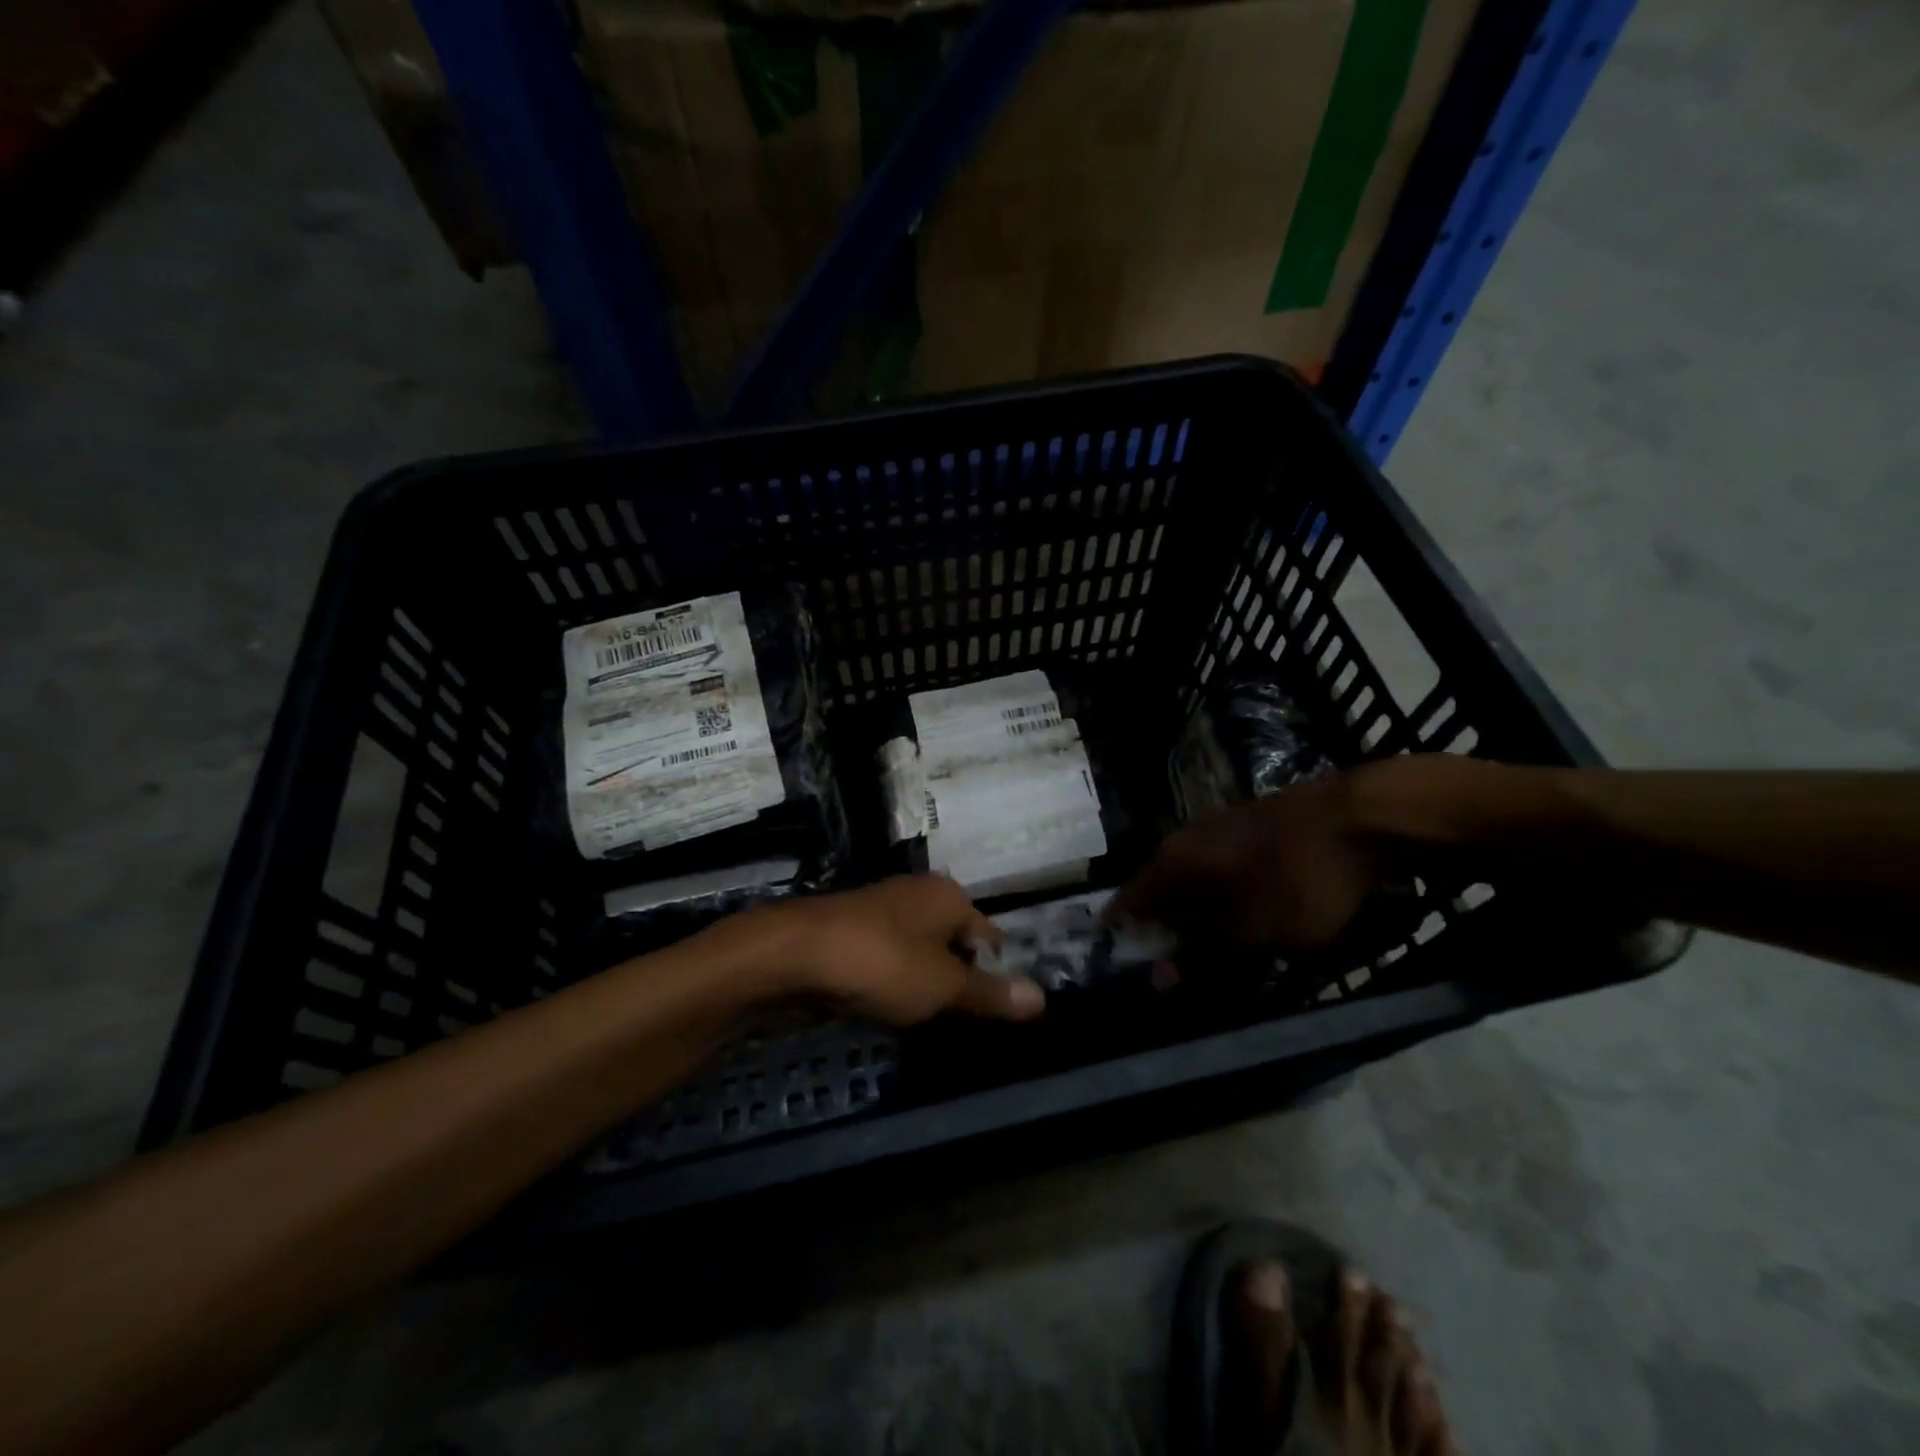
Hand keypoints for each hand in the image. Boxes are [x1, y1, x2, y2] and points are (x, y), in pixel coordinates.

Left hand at [763, 876, 1044, 1026]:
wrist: (794, 953)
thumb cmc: (882, 963)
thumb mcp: (943, 986)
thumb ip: (990, 993)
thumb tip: (1043, 997)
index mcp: (949, 896)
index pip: (989, 935)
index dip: (994, 973)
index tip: (991, 1011)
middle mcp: (918, 892)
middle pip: (952, 940)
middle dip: (955, 978)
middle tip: (957, 1020)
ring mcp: (880, 907)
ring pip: (917, 949)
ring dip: (921, 980)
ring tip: (921, 1018)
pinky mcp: (850, 928)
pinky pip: (885, 957)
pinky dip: (889, 979)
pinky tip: (882, 1004)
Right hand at [1114, 770, 1384, 954]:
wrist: (1366, 815)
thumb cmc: (1302, 878)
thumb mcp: (1256, 931)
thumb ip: (1204, 955)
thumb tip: (1158, 979)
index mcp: (1176, 859)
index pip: (1131, 897)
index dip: (1123, 928)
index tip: (1119, 954)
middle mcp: (1187, 836)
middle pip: (1160, 883)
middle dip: (1160, 920)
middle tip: (1167, 955)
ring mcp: (1221, 824)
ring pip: (1192, 872)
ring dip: (1192, 906)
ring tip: (1204, 937)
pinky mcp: (1251, 823)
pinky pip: (1219, 864)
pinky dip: (1219, 890)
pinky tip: (1239, 905)